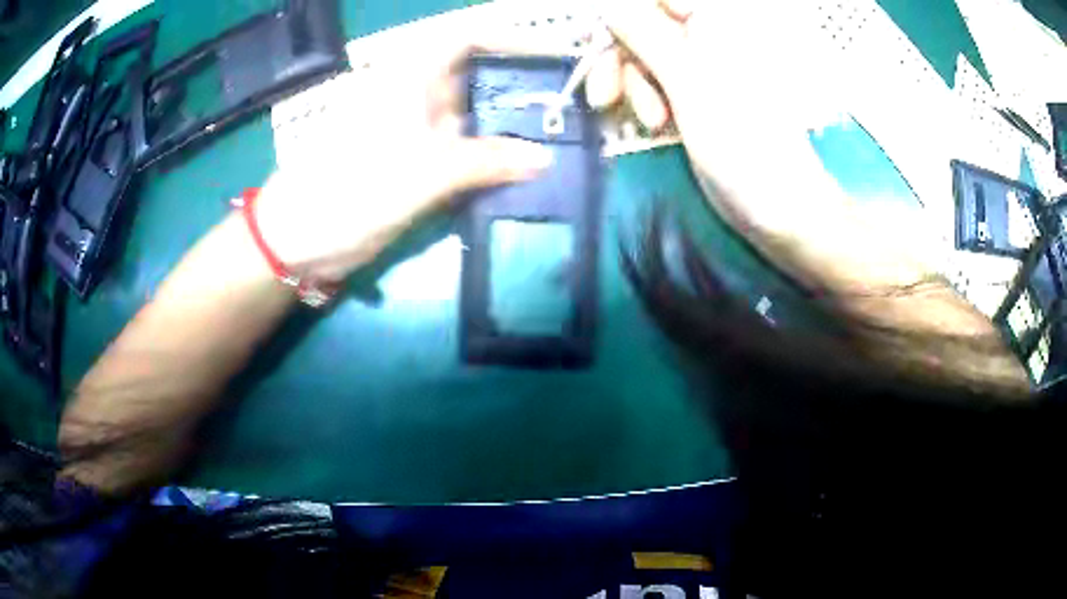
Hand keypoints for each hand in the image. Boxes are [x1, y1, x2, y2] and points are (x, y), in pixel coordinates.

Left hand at [255, 36, 554, 285]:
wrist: (300, 239)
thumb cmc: (352, 191)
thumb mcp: (424, 172)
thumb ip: (487, 162)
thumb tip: (544, 159)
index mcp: (410, 78)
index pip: (466, 40)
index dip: (508, 41)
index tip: (549, 58)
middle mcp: (415, 96)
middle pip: (475, 78)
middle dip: (519, 89)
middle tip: (566, 109)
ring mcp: (414, 131)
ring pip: (471, 118)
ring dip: (507, 128)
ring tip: (556, 139)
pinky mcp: (413, 164)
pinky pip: (461, 153)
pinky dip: (488, 159)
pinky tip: (520, 170)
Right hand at [587, 0, 930, 291]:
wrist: (780, 209)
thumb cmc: (744, 145)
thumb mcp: (691, 84)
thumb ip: (647, 36)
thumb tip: (610, 6)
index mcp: (717, 23)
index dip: (626, 15)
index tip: (607, 42)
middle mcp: (708, 38)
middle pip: (642, 24)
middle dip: (619, 56)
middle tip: (604, 94)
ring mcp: (701, 68)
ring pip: (643, 55)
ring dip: (632, 86)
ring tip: (649, 123)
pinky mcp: (694, 96)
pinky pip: (654, 82)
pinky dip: (645, 100)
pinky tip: (654, 125)